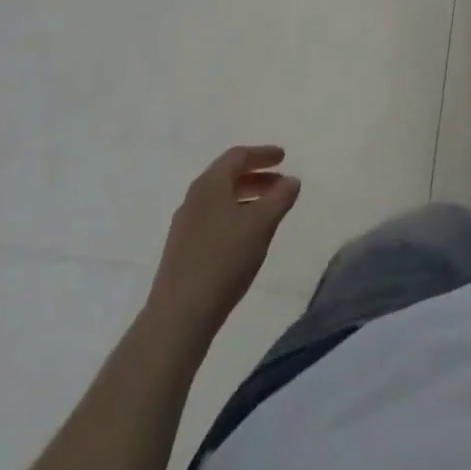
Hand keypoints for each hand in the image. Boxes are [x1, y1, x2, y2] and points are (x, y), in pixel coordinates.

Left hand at [148, 146, 299, 338]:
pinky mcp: (181, 250)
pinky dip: (234, 217)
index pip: (238, 156)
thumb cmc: (224, 259)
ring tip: (268, 211)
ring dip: (246, 198)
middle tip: (280, 184)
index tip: (283, 157)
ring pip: (220, 200)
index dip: (263, 154)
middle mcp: (194, 198)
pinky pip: (213, 220)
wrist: (178, 316)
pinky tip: (246, 237)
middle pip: (227, 176)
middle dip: (256, 176)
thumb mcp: (262, 224)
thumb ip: (280, 197)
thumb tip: (291, 180)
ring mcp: (184, 225)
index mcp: (210, 184)